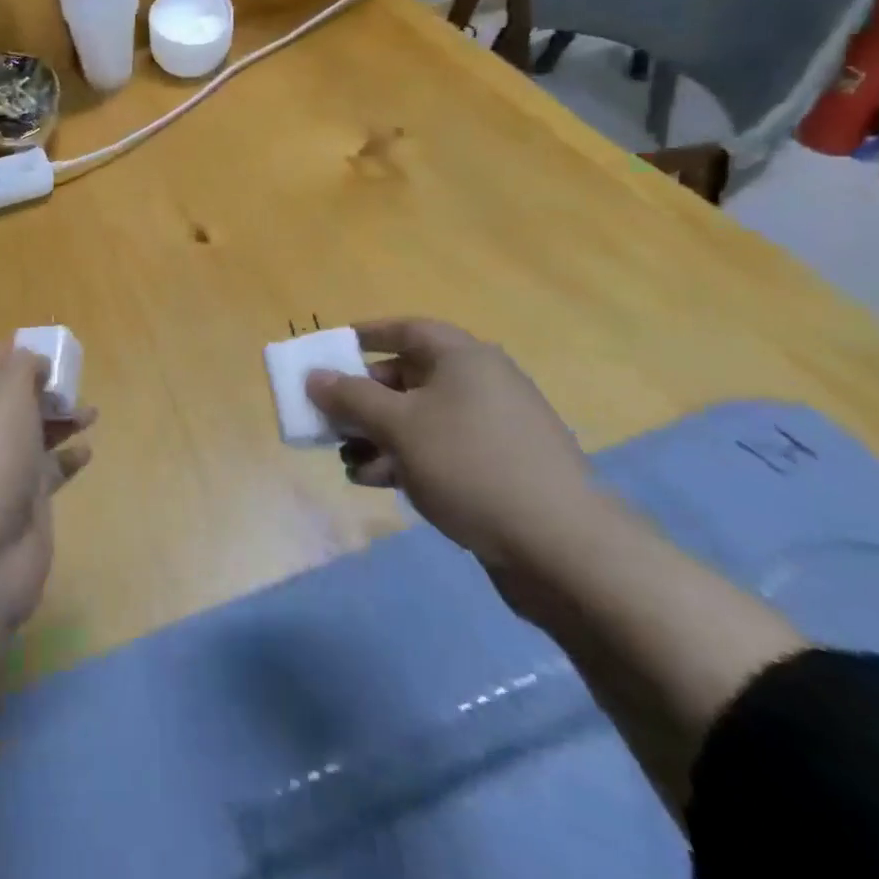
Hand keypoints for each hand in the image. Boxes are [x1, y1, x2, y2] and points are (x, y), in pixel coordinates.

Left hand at [0, 344, 92, 629]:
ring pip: (32, 434)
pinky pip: (47, 472)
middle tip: (75, 380)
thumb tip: (34, 361)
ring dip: (60, 420)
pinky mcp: (22, 505)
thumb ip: (23, 368)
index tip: (51, 345)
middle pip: (12, 399)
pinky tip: (87, 451)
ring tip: (91, 412)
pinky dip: (66, 459)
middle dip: (43, 387)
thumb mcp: (5, 396)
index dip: (18, 351)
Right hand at [305, 319, 596, 567]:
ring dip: (378, 435)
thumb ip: (350, 397)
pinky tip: (376, 482)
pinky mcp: (499, 468)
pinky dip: (406, 459)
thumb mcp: (398, 426)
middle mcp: (480, 384)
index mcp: (463, 358)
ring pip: (420, 419)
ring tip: (346, 460)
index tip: (331, 350)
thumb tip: (314, 376)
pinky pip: (439, 450)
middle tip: (330, 416)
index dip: (366, 335)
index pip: (407, 329)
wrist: (564, 548)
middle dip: (363, 398)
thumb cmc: (470, 465)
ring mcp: (493, 429)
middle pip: (408, 377)